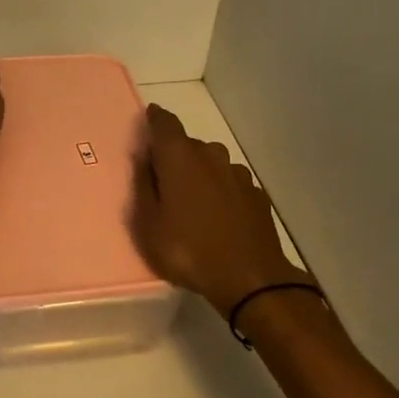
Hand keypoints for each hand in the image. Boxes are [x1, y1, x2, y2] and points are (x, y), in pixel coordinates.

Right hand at [130, 103, 310, 316]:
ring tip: (191, 205)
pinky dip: (220, 193)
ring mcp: (237, 174)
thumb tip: (143, 160)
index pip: (164, 122)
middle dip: (173, 157)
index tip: (148, 121)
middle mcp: (210, 155)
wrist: (250, 278)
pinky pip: (229, 184)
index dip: (155, 119)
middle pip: (187, 145)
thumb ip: (143, 187)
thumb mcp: (148, 225)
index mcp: (179, 157)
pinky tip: (217, 218)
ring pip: (211, 164)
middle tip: (162, 184)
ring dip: (199, 175)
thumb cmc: (188, 250)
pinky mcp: (255, 194)